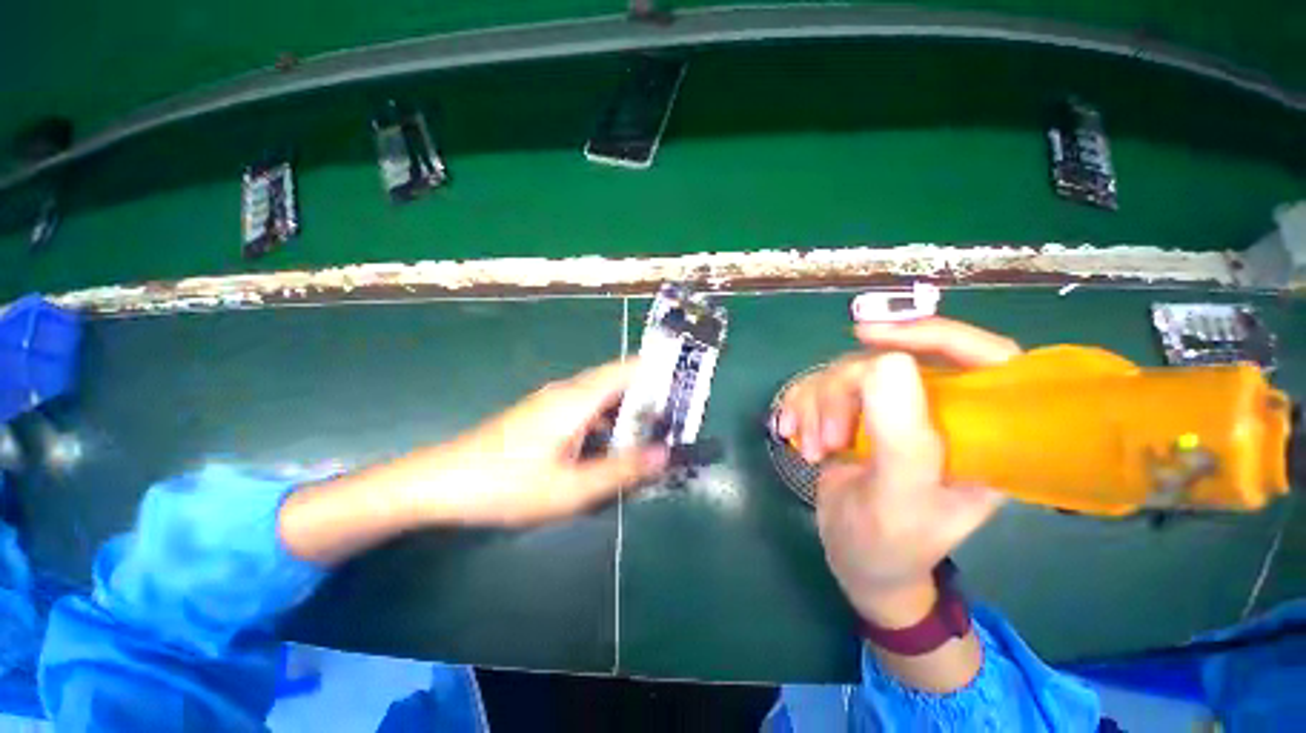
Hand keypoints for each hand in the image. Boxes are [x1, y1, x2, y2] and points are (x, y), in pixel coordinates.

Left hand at [279, 360, 666, 564]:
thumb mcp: (569, 488)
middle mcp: (569, 391)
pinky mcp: (546, 415)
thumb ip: (620, 471)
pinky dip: (609, 423)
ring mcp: (556, 402)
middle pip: (620, 383)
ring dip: (629, 413)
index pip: (628, 369)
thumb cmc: (505, 484)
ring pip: (605, 398)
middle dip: (650, 398)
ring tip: (655, 436)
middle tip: (677, 421)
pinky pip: (589, 411)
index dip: (659, 372)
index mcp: (578, 398)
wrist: (441, 483)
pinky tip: (614, 447)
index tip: (686, 387)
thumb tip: (665, 454)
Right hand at [775, 318, 1019, 625]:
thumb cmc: (890, 545)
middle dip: (844, 392)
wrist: (856, 562)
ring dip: (816, 405)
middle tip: (826, 438)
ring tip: (811, 449)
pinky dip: (800, 405)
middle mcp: (938, 414)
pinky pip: (819, 387)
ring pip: (845, 374)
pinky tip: (792, 432)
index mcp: (980, 435)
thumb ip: (901, 437)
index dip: (931, 333)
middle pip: (888, 363)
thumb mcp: (899, 499)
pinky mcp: (856, 416)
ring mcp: (892, 413)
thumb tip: (887, 361)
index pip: (983, 358)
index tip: (868, 336)